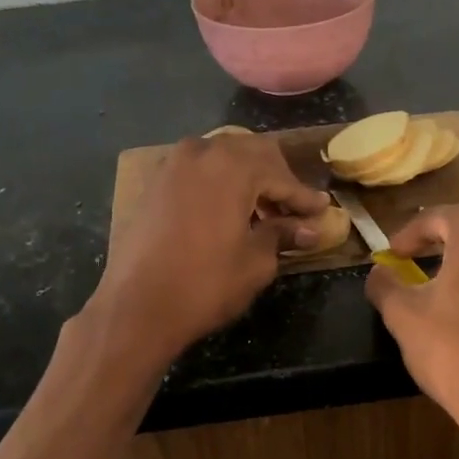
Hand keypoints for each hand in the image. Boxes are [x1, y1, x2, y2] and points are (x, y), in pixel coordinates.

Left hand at [88, 131, 327, 365]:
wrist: (137, 306)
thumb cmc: (205, 285)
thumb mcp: (255, 262)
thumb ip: (282, 235)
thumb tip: (308, 229)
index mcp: (233, 166)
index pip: (281, 175)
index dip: (303, 196)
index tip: (321, 211)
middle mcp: (202, 152)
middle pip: (252, 153)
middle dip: (277, 179)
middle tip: (293, 209)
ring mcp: (172, 164)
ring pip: (222, 157)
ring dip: (247, 178)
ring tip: (261, 211)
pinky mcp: (154, 183)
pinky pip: (197, 170)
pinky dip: (218, 183)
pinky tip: (227, 211)